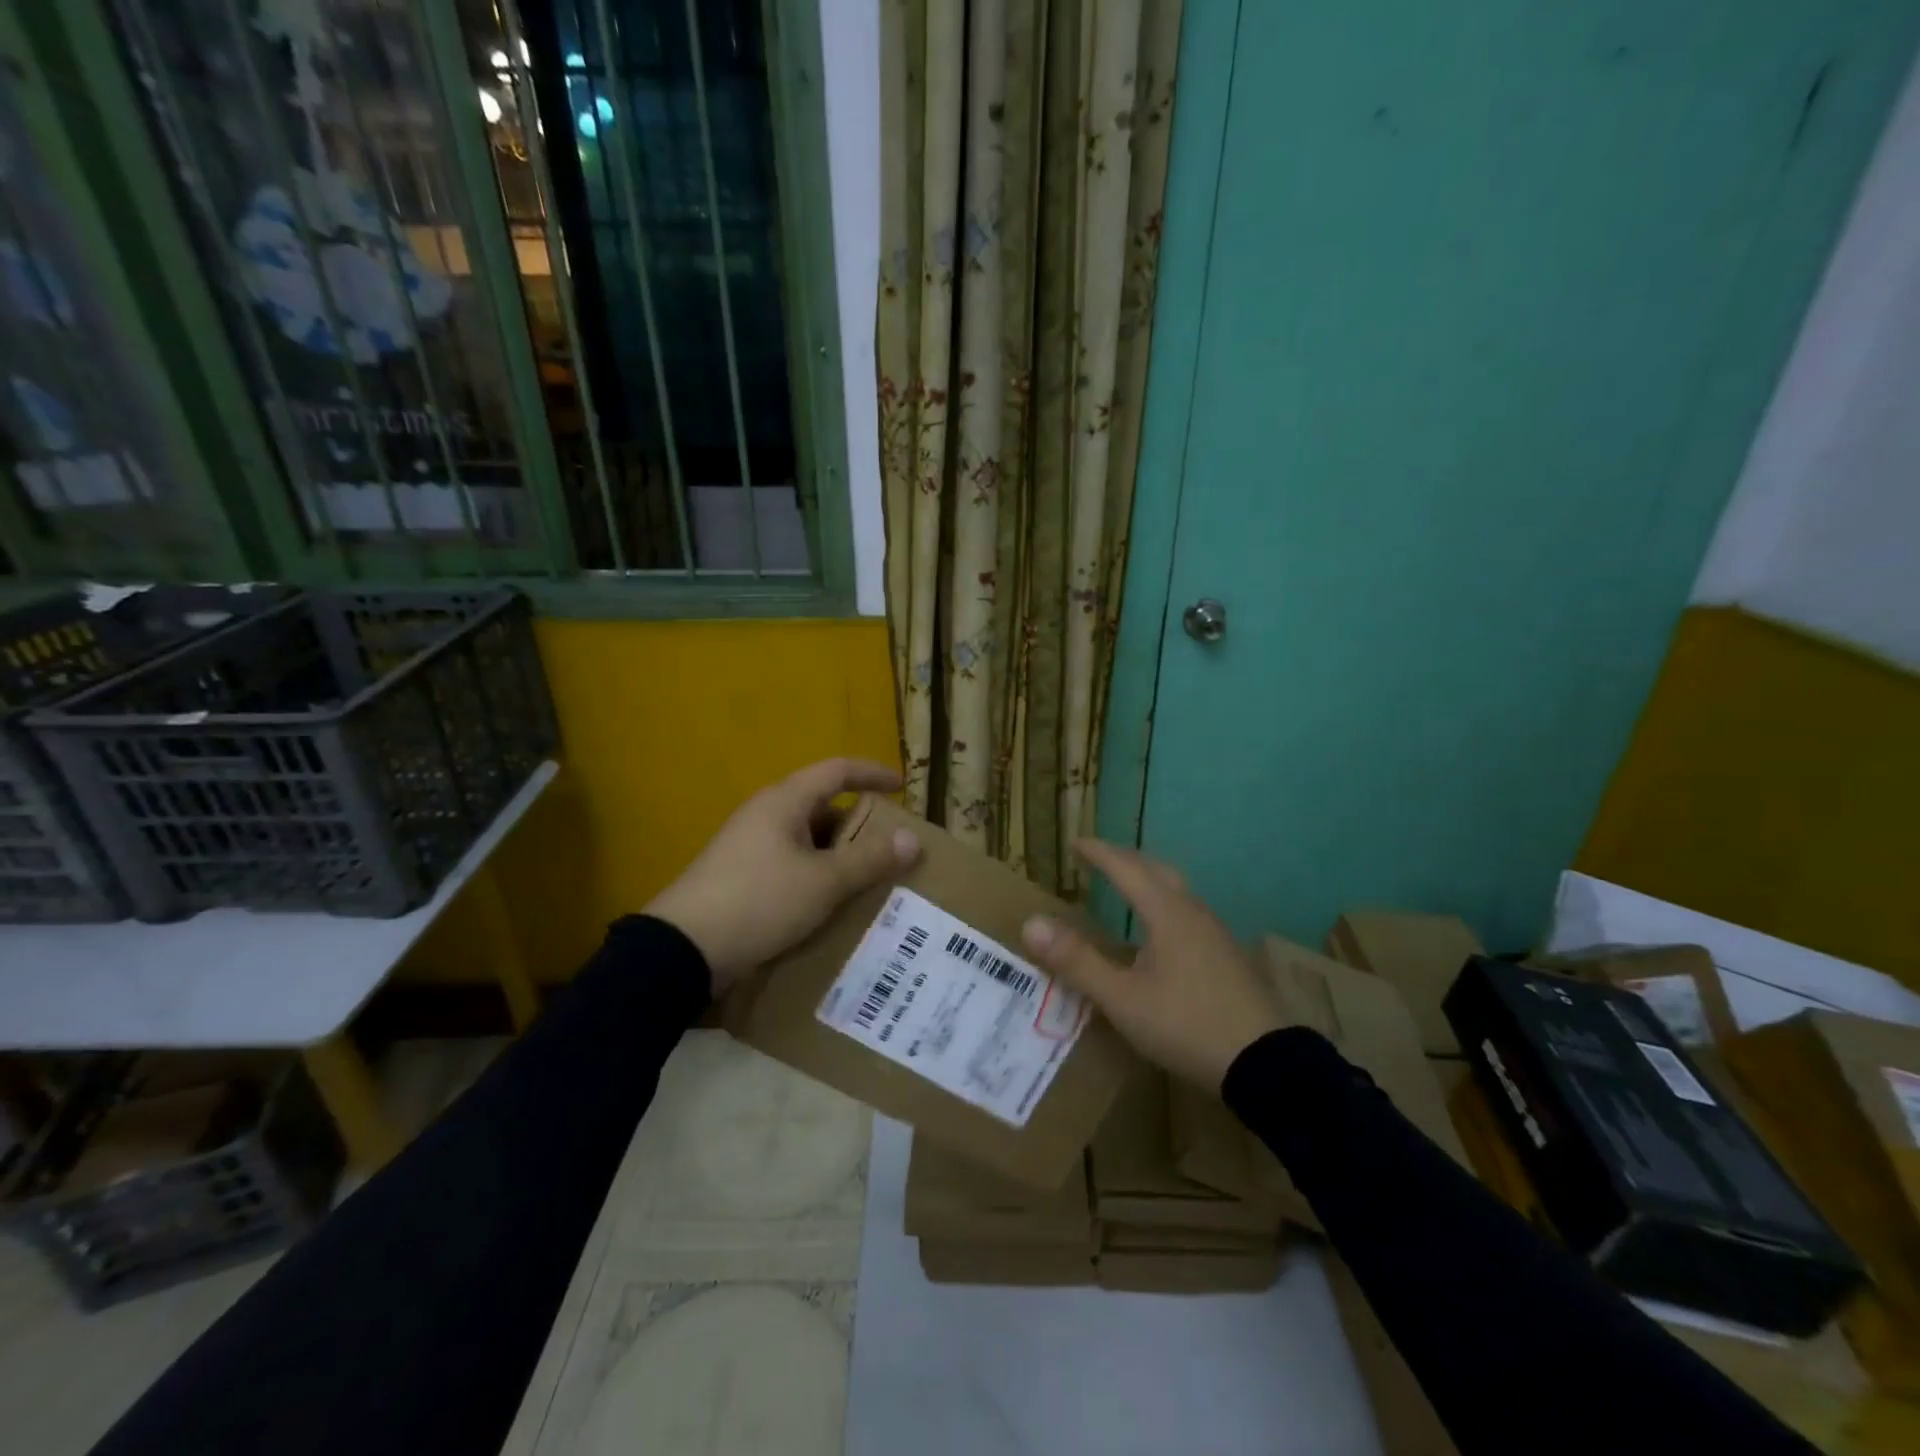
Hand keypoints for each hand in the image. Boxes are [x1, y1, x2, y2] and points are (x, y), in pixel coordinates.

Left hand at [646, 758, 922, 993]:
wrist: (684, 950)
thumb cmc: (760, 901)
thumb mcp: (823, 882)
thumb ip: (869, 859)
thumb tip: (912, 839)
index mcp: (784, 802)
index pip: (837, 771)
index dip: (872, 774)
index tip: (902, 787)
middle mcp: (766, 816)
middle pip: (824, 806)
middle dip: (860, 824)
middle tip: (892, 847)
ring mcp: (750, 847)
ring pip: (808, 840)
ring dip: (840, 855)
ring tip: (872, 879)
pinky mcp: (742, 878)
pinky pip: (792, 865)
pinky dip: (818, 875)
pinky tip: (833, 904)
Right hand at [1020, 839, 1284, 1089]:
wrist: (1268, 1064)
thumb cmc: (1187, 1025)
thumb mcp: (1122, 999)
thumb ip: (1077, 962)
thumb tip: (1030, 923)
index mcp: (1166, 913)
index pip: (1126, 868)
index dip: (1098, 853)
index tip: (1076, 842)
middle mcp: (1193, 913)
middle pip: (1156, 870)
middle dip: (1124, 859)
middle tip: (1097, 857)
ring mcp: (1216, 933)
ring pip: (1176, 890)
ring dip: (1147, 879)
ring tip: (1125, 886)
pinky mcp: (1228, 956)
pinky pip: (1188, 911)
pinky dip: (1163, 902)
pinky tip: (1159, 931)